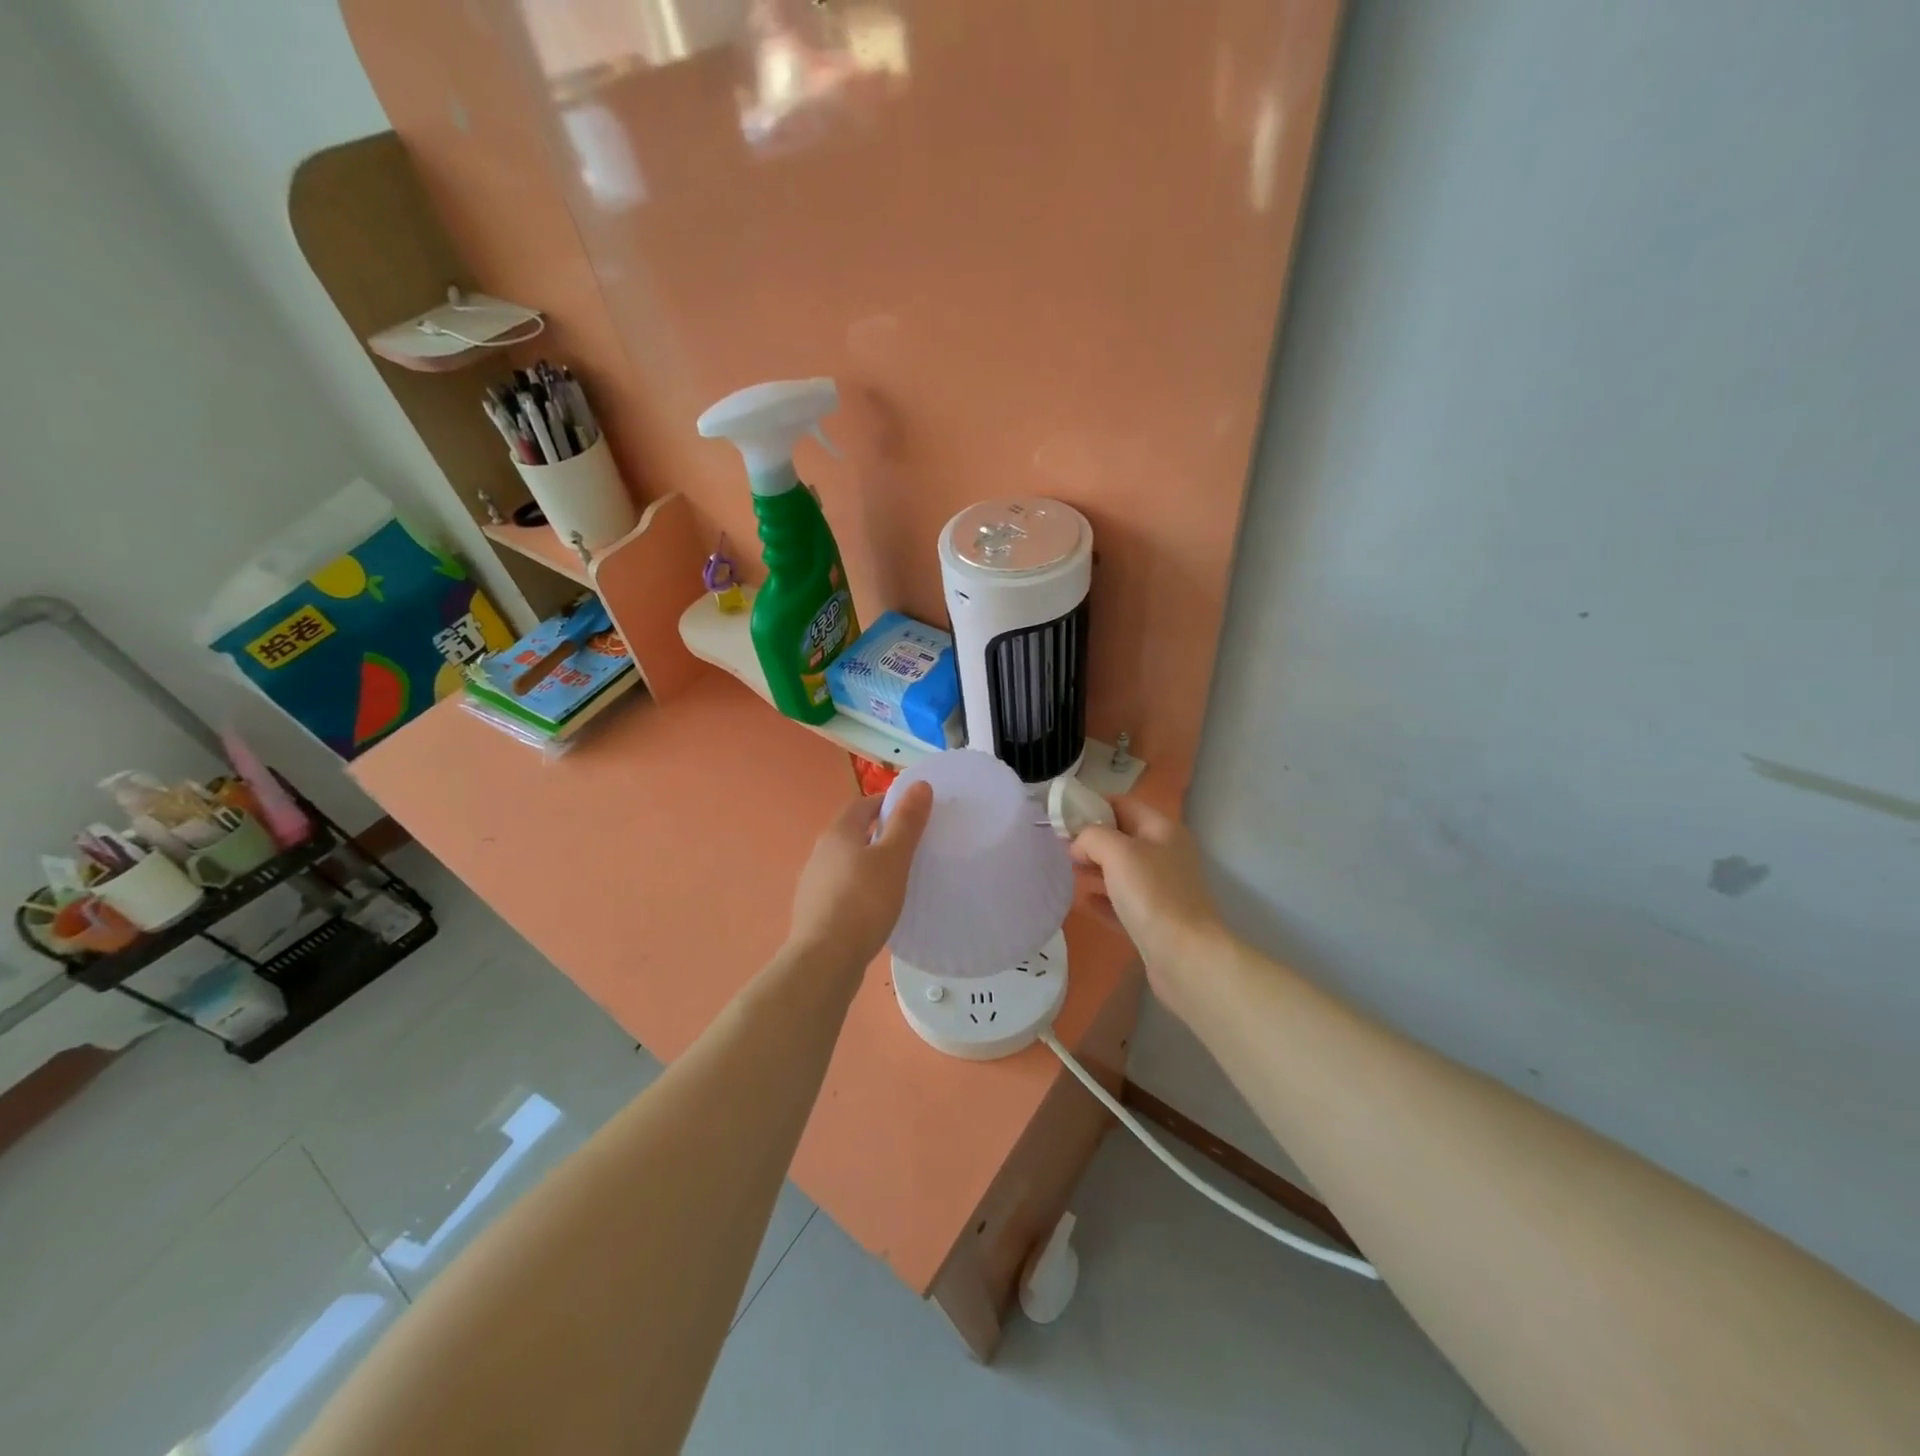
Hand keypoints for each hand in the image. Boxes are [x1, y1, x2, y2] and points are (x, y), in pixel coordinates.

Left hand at [786, 783, 932, 975]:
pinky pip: (841, 888)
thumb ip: (907, 822)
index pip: (863, 804)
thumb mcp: (894, 858)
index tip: (913, 815)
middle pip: (853, 831)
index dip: (888, 803)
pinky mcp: (814, 910)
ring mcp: (813, 882)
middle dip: (878, 833)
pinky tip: (874, 907)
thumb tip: (920, 784)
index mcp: (839, 832)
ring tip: (895, 877)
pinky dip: (858, 888)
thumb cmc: (864, 902)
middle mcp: (820, 851)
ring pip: (845, 861)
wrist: (825, 959)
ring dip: (867, 862)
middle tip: (910, 845)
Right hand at [1072, 797, 1226, 1019]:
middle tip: (1059, 848)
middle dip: (1090, 840)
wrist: (1185, 957)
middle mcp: (1165, 855)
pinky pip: (1122, 902)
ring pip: (1121, 871)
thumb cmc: (1152, 894)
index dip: (1093, 805)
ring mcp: (1161, 889)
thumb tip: (1078, 845)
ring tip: (1066, 873)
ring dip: (1094, 869)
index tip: (1062, 816)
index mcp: (1162, 830)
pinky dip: (1102, 900)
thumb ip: (1092, 837)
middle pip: (1122, 837)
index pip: (1124, 804)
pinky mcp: (1154, 920)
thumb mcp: (1118, 852)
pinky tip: (1082, 904)